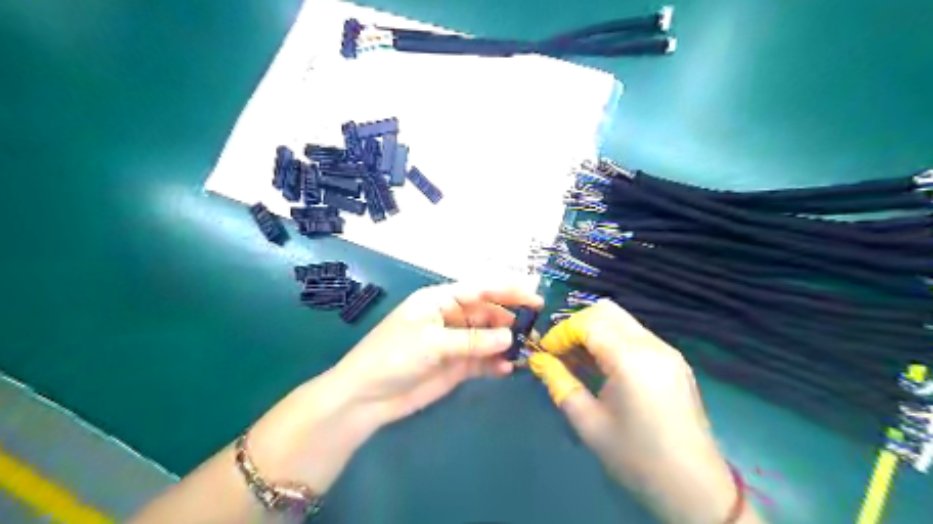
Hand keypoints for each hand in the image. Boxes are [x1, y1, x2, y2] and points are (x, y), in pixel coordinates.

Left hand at [332, 283, 543, 424]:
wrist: (367, 397)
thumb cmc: (394, 356)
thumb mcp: (432, 342)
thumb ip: (472, 340)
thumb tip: (510, 337)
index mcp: (441, 301)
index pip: (480, 290)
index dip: (508, 292)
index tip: (535, 300)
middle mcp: (450, 318)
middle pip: (487, 314)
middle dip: (510, 321)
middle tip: (535, 332)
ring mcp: (454, 343)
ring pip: (488, 338)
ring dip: (506, 344)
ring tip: (526, 352)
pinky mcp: (455, 366)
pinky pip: (482, 361)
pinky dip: (495, 364)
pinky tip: (507, 369)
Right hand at [527, 301, 760, 522]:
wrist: (695, 489)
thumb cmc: (636, 458)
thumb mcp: (588, 423)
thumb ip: (559, 383)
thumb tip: (538, 360)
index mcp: (631, 359)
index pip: (588, 322)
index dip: (561, 333)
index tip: (545, 352)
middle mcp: (652, 345)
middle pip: (606, 311)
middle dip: (577, 325)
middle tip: (560, 350)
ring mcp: (667, 350)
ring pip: (622, 320)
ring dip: (594, 330)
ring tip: (577, 359)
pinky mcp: (674, 360)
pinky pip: (636, 334)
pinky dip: (612, 339)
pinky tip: (602, 366)